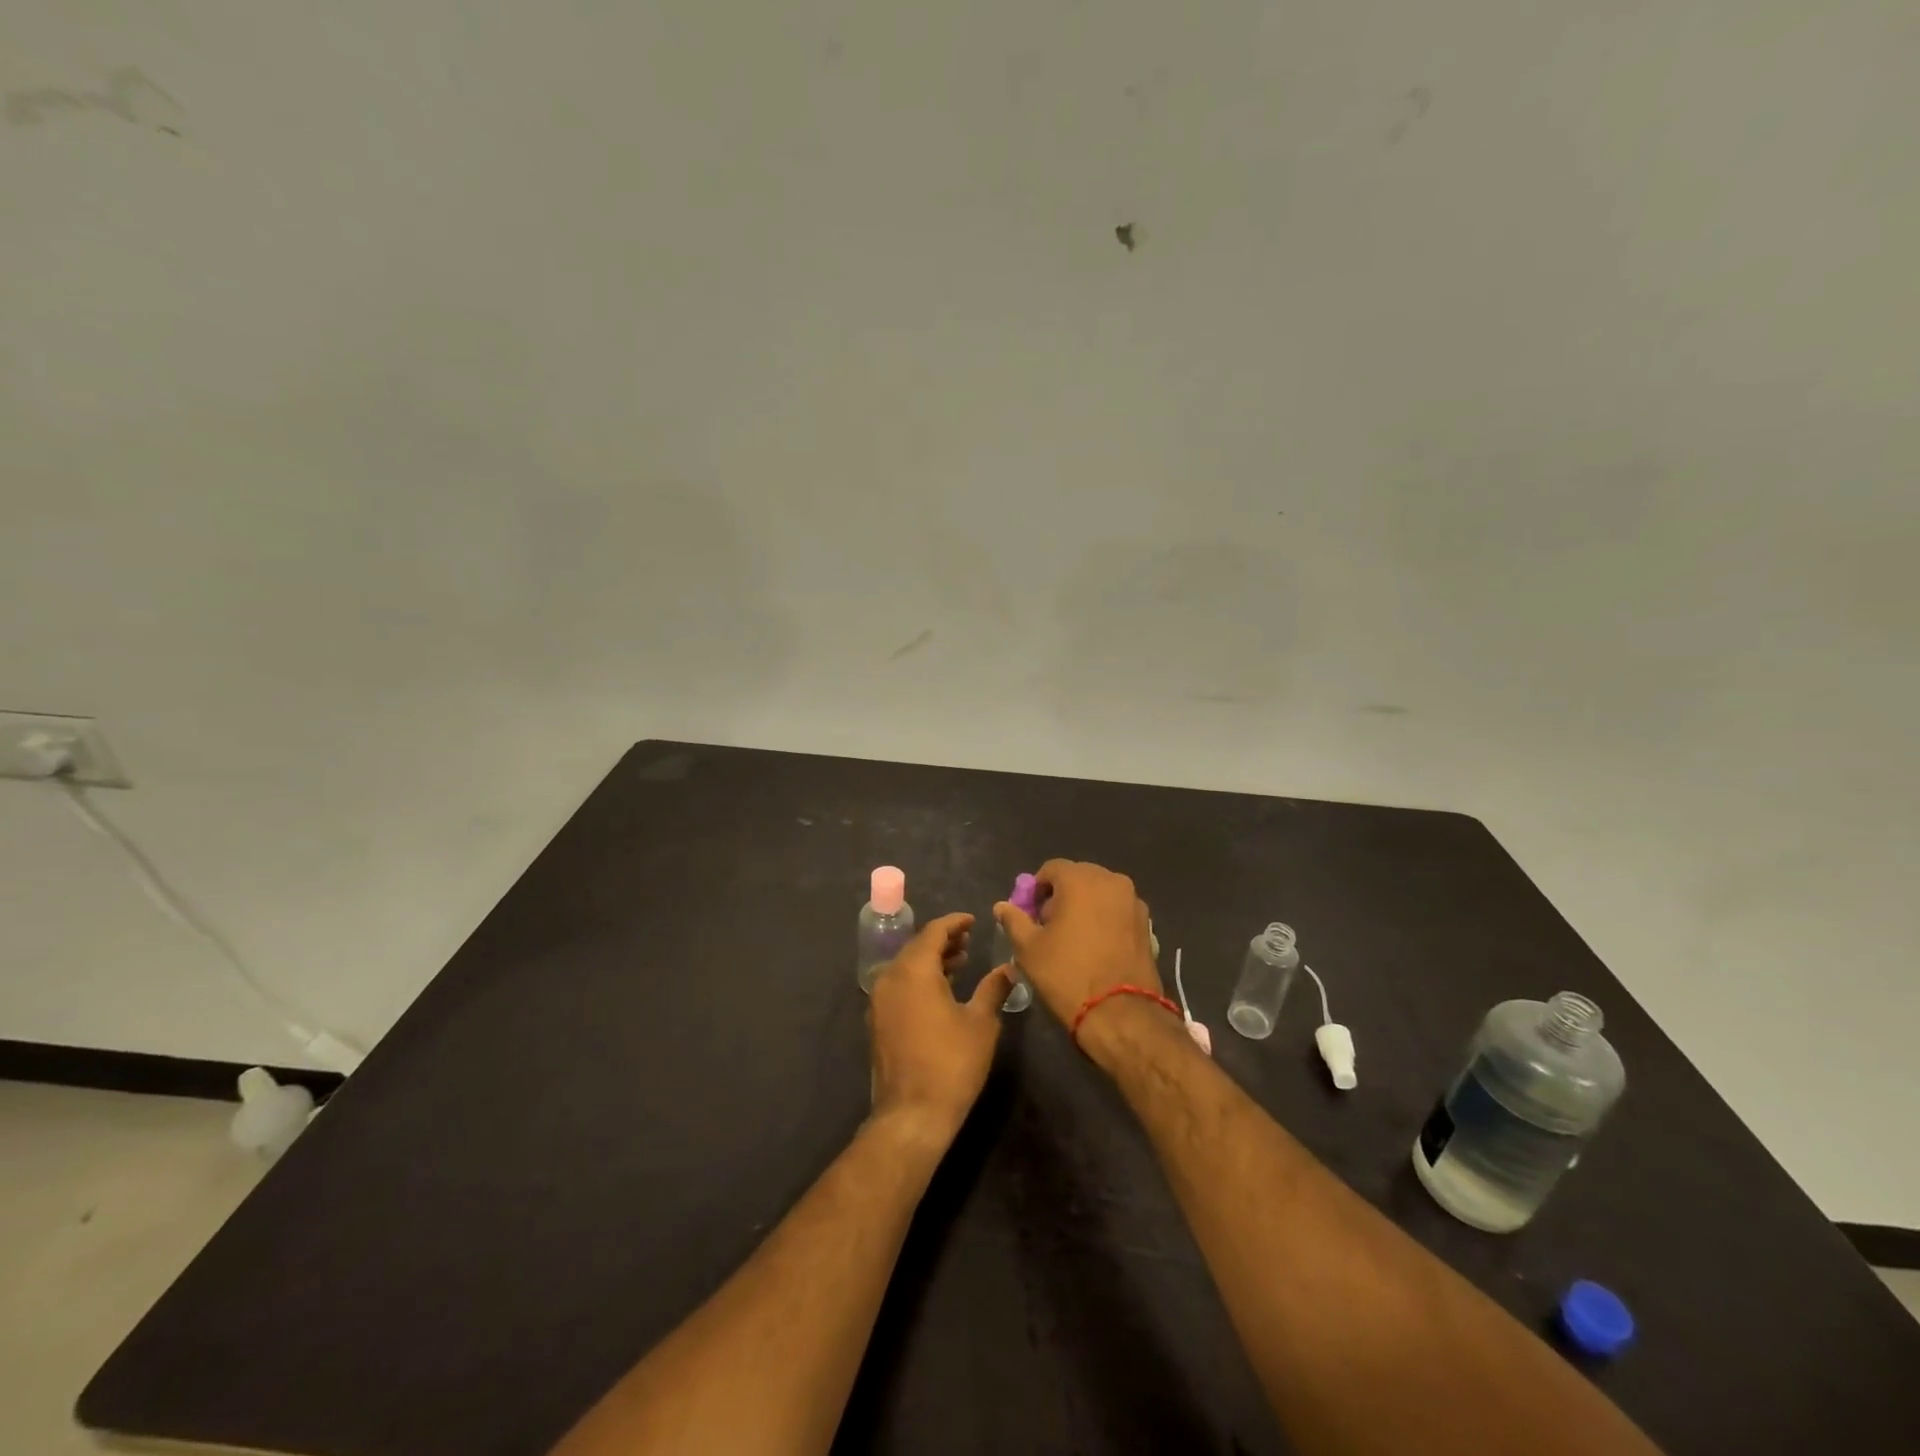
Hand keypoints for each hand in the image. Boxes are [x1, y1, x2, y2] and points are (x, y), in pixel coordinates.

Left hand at [868, 913, 1012, 1142]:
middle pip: (916, 946)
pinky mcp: (877, 1022)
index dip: (954, 922)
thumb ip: (993, 988)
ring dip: (931, 960)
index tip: (973, 920)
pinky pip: (898, 986)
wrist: (912, 1114)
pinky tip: (940, 991)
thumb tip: (1008, 968)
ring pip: (906, 967)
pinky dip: (918, 979)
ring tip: (959, 962)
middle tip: (968, 940)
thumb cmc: (952, 1062)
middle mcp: (890, 977)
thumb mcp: (981, 1022)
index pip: (933, 931)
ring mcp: (879, 1001)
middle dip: (942, 940)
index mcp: (914, 970)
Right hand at [993, 860, 1161, 1025]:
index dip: (1036, 890)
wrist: (1121, 1013)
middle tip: (1050, 927)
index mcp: (1081, 879)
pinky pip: (1118, 911)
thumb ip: (1014, 920)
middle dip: (1062, 896)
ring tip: (1074, 939)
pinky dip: (1105, 919)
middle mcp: (1111, 880)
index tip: (1031, 915)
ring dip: (1085, 906)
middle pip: (1078, 878)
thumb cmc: (1067, 974)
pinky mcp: (1147, 924)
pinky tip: (1097, 947)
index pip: (1051, 869)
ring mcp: (1133, 902)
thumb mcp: (1029, 948)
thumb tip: (1002, 906)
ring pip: (1101, 894)